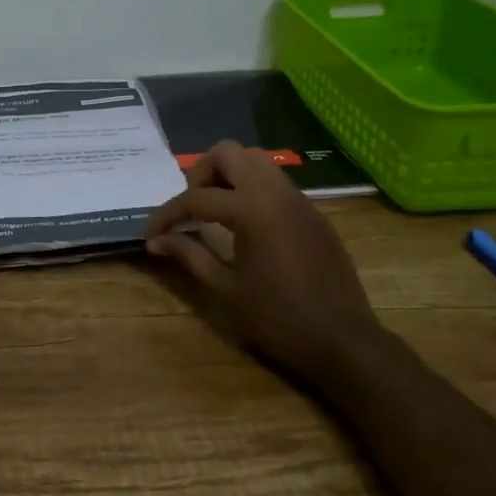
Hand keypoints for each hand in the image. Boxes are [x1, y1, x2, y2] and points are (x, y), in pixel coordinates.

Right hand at [145, 141, 378, 382]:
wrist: (345, 342)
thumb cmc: (280, 320)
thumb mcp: (227, 290)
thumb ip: (190, 255)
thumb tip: (156, 241)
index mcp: (252, 210)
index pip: (196, 198)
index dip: (167, 215)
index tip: (151, 234)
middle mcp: (275, 193)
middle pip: (228, 153)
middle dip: (200, 173)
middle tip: (189, 206)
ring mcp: (299, 199)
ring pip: (256, 160)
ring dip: (228, 174)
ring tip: (213, 209)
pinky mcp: (312, 213)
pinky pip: (275, 181)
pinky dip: (251, 188)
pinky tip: (244, 223)